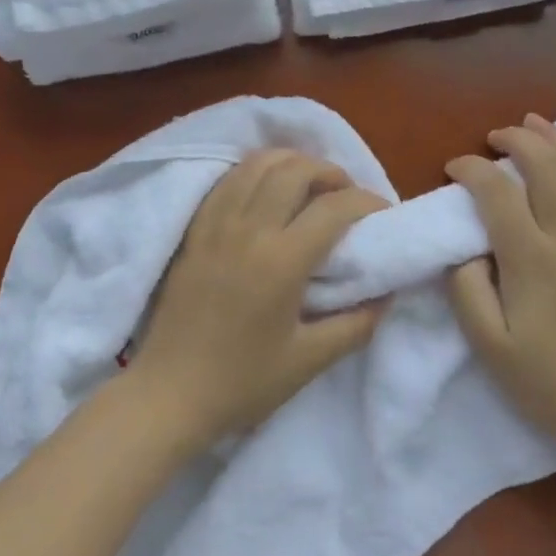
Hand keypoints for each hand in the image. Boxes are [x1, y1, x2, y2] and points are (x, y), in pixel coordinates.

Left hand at [129, 149, 386, 451]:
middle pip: (295, 170)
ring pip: (258, 164)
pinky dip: (255, 170)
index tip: (382, 212)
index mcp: (281, 261)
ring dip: (292, 162)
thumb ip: (356, 325)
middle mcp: (249, 230)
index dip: (366, 201)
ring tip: (309, 183)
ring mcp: (216, 224)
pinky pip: (229, 179)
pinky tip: (267, 186)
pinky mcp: (195, 228)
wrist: (168, 394)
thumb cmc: (242, 382)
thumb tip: (387, 294)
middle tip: (345, 193)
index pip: (333, 207)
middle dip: (330, 172)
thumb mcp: (309, 361)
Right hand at [445, 114, 555, 455]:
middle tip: (495, 137)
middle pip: (543, 167)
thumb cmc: (548, 382)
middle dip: (515, 140)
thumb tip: (466, 248)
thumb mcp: (488, 344)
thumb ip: (467, 289)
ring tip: (536, 122)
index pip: (495, 192)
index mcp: (530, 259)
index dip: (470, 170)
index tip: (454, 169)